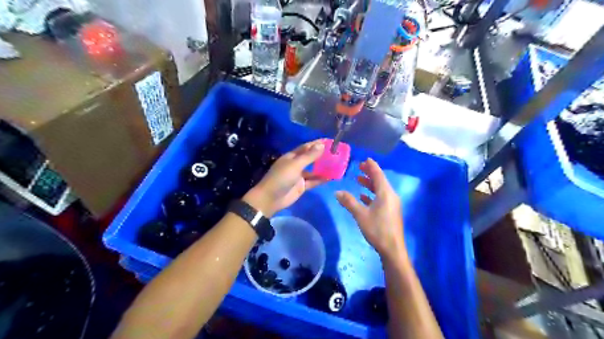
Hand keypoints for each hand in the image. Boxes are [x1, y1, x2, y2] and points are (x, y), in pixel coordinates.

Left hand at [243, 139, 329, 216]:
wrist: (270, 198)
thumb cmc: (281, 178)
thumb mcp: (295, 165)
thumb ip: (309, 156)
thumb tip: (322, 145)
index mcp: (292, 156)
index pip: (306, 147)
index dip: (317, 144)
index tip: (330, 141)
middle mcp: (296, 165)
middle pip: (311, 158)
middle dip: (322, 155)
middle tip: (337, 153)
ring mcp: (299, 176)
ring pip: (314, 170)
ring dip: (323, 168)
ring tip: (337, 165)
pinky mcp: (302, 186)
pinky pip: (313, 181)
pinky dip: (321, 179)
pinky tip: (332, 177)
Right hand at [336, 159, 404, 258]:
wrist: (392, 248)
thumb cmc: (377, 229)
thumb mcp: (360, 214)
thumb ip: (349, 202)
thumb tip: (337, 192)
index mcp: (385, 193)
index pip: (378, 174)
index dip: (371, 166)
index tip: (365, 159)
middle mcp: (391, 196)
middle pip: (380, 180)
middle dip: (370, 173)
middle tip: (360, 167)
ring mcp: (392, 204)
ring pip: (380, 189)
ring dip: (370, 184)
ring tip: (359, 180)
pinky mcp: (390, 212)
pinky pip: (381, 198)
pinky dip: (372, 195)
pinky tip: (363, 197)